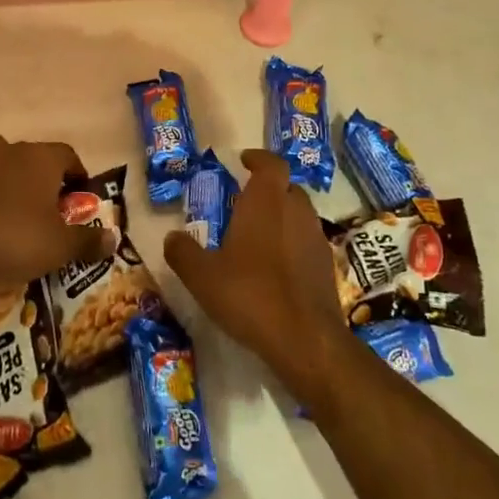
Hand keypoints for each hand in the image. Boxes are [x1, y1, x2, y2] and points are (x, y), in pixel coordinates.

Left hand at [0, 135, 102, 292]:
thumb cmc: (14, 238)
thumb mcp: (59, 247)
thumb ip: (88, 241)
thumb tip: (113, 239)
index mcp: (42, 158)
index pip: (68, 155)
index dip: (77, 175)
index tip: (79, 199)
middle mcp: (11, 149)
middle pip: (34, 159)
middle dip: (44, 180)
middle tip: (49, 211)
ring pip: (2, 166)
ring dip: (11, 184)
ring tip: (15, 215)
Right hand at [164, 150, 353, 407]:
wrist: (305, 339)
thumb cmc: (250, 295)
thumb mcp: (202, 276)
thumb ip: (183, 252)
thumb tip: (172, 237)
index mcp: (266, 202)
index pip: (271, 164)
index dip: (258, 159)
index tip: (244, 161)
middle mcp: (296, 211)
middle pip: (287, 187)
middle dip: (269, 190)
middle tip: (245, 203)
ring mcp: (316, 239)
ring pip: (300, 215)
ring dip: (282, 217)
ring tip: (258, 237)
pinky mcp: (327, 267)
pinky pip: (308, 242)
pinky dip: (293, 245)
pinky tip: (276, 268)